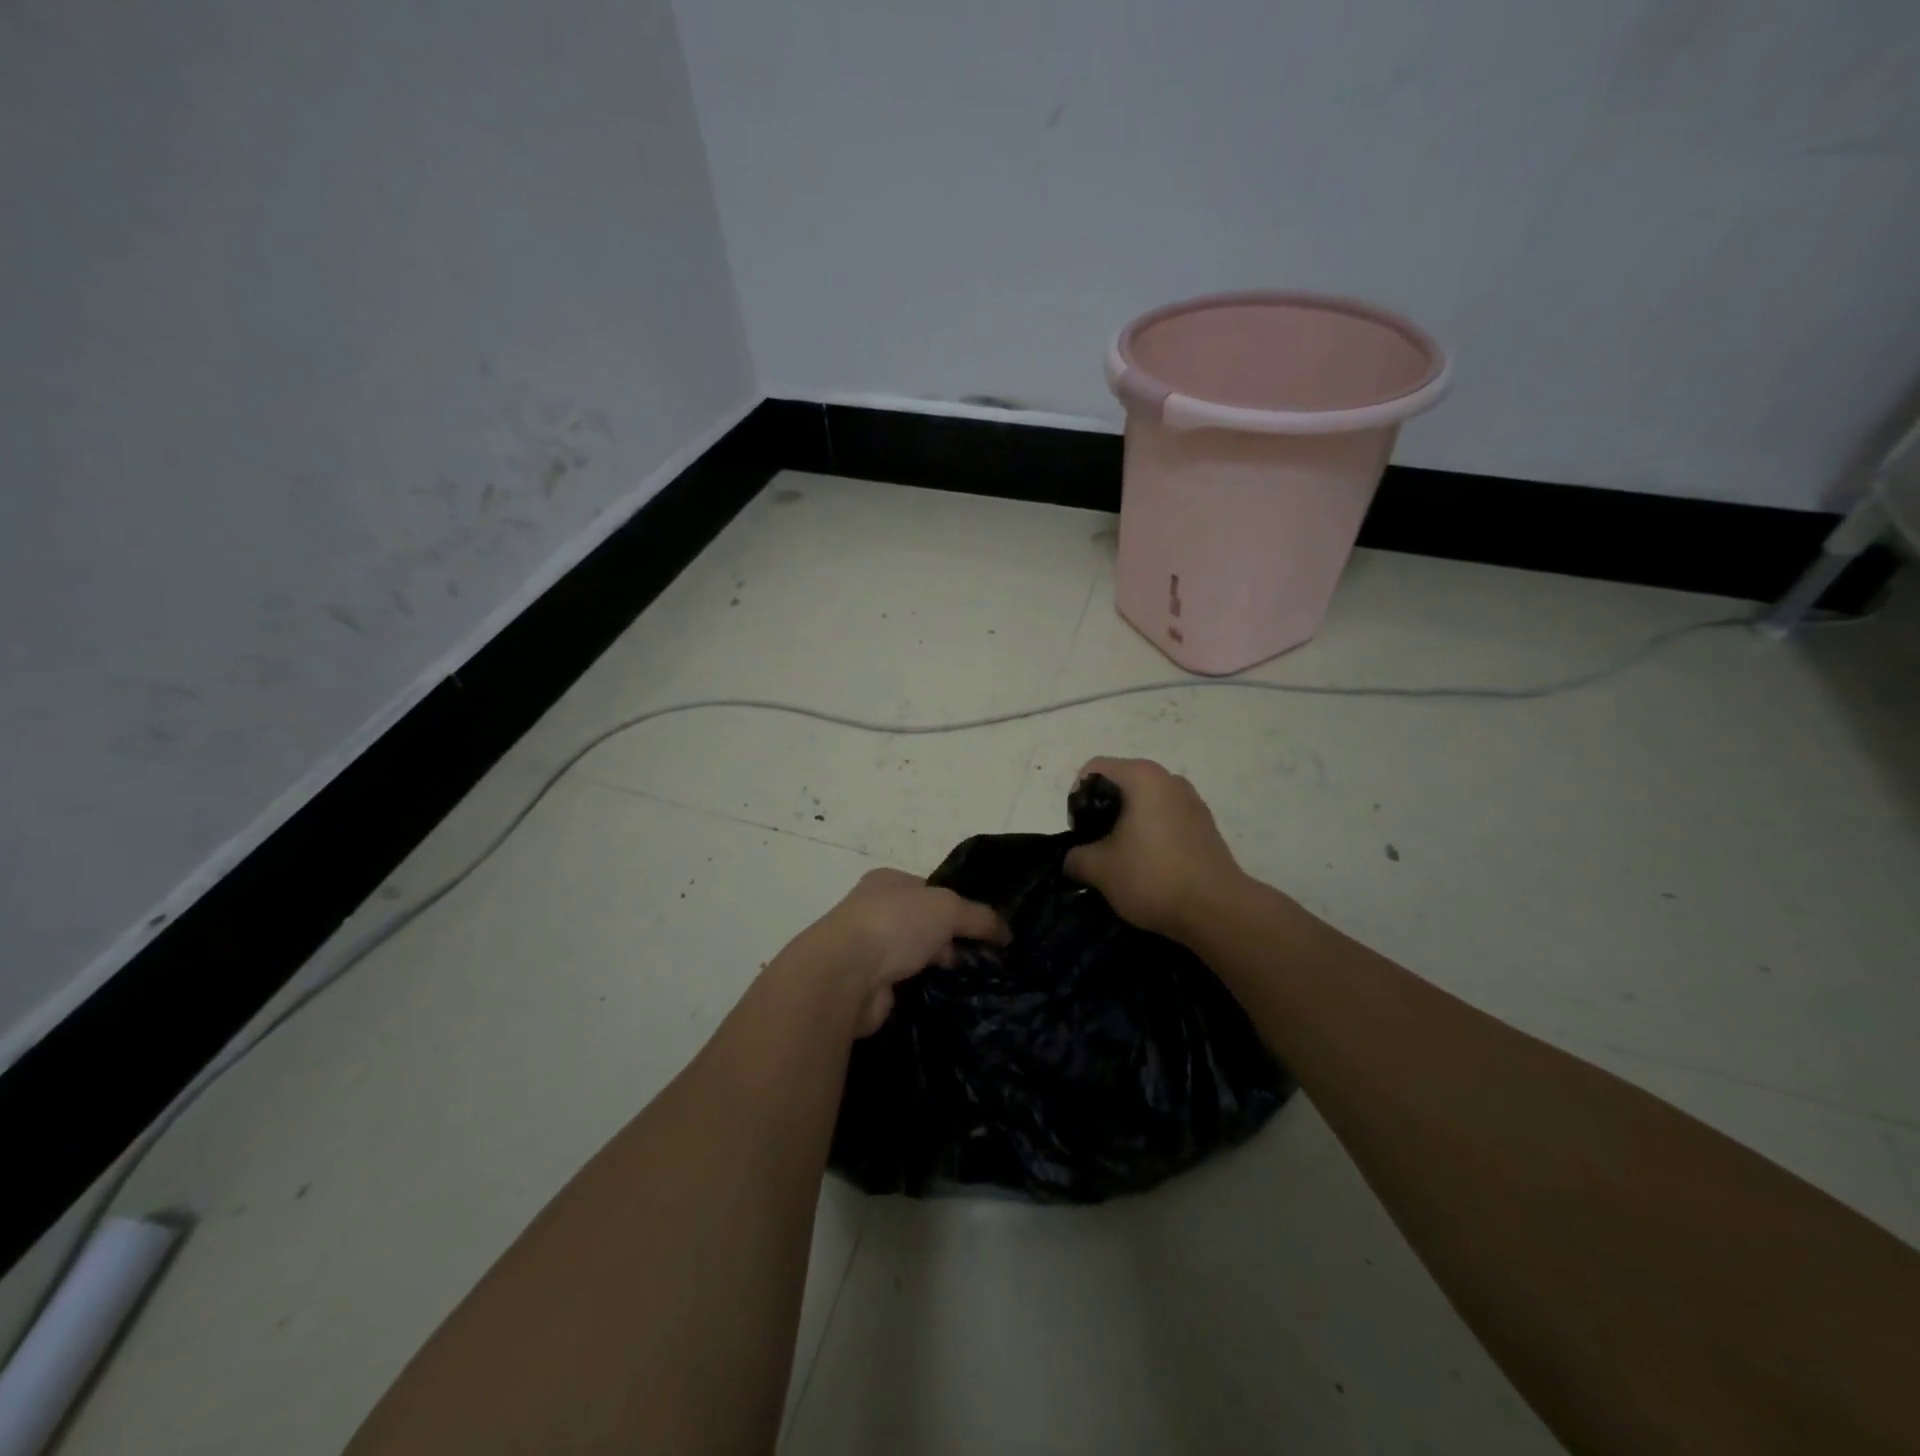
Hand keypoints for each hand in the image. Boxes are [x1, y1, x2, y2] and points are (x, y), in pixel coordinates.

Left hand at [801, 869, 1006, 1034]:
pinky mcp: (866, 985)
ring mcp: (867, 949)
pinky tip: (944, 998)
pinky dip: (921, 989)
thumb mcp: (948, 908)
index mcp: (888, 881)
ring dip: (935, 966)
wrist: (845, 975)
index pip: (931, 890)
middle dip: (949, 940)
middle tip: (981, 959)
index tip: (984, 929)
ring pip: (914, 955)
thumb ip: (979, 917)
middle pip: (923, 923)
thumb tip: (1006, 933)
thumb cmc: (895, 924)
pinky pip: (903, 984)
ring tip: (971, 982)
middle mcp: (874, 910)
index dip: (958, 907)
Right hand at [1063, 757, 1244, 941]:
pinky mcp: (1206, 826)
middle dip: (1103, 813)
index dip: (1077, 798)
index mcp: (1142, 777)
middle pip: (1121, 784)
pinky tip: (1150, 867)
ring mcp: (1192, 801)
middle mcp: (1170, 779)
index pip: (1094, 769)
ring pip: (1145, 803)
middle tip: (1096, 847)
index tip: (1080, 832)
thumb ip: (1076, 857)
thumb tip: (1074, 859)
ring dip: (1128, 825)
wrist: (1217, 910)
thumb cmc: (1152, 876)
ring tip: (1122, 859)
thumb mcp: (1099, 869)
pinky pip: (1166, 820)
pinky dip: (1151, 835)